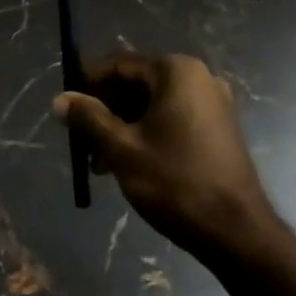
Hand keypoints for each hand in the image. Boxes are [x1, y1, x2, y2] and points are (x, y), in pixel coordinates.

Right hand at [52, 54, 274, 256]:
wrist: (236, 230)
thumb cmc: (175, 182)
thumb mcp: (122, 148)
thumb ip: (89, 118)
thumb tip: (59, 99)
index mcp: (176, 71)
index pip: (120, 65)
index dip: (87, 83)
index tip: (65, 106)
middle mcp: (198, 77)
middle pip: (137, 84)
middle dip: (105, 110)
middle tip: (80, 141)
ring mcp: (212, 102)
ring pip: (153, 105)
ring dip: (123, 127)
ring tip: (99, 164)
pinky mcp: (218, 128)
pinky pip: (172, 119)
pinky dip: (146, 134)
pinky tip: (127, 164)